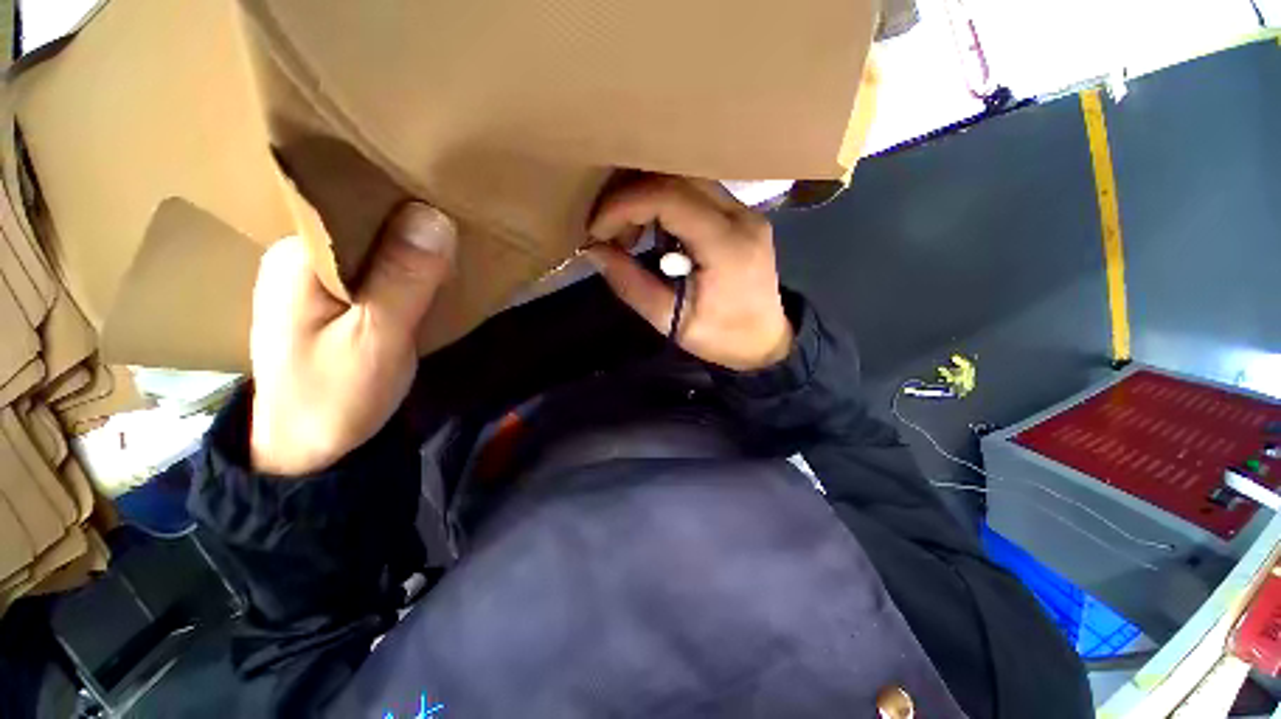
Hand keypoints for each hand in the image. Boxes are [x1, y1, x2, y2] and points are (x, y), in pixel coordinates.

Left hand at [248, 202, 456, 475]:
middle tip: (463, 229)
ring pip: (376, 248)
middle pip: (366, 224)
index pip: (354, 204)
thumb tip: (435, 217)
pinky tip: (433, 276)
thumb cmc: (334, 398)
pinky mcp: (336, 301)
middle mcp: (301, 257)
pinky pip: (379, 271)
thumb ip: (404, 280)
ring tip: (456, 247)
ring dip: (415, 250)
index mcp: (297, 257)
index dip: (405, 201)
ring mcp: (317, 280)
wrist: (309, 451)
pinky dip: (409, 271)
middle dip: (415, 226)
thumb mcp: (375, 340)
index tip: (452, 202)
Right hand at [584, 176, 792, 371]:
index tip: (597, 230)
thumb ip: (631, 284)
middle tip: (608, 230)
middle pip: (676, 177)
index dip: (624, 205)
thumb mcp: (670, 320)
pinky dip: (666, 205)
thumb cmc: (721, 337)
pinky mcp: (743, 215)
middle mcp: (741, 216)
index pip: (668, 197)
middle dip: (631, 197)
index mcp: (727, 245)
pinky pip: (697, 193)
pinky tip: (655, 232)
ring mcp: (746, 211)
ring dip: (647, 199)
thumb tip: (594, 251)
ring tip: (629, 235)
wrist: (764, 342)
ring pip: (686, 180)